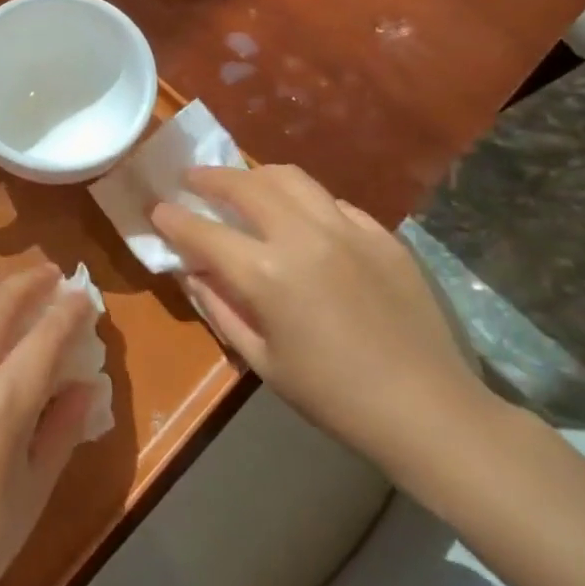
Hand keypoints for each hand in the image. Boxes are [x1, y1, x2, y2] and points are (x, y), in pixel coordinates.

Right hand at [151, 165, 485, 472]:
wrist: (428, 410)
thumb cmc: (333, 397)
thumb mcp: (261, 360)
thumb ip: (219, 307)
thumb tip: (192, 270)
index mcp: (266, 274)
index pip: (202, 231)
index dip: (173, 218)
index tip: (157, 208)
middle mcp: (302, 237)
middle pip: (244, 185)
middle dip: (209, 178)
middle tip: (192, 179)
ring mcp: (346, 229)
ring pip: (290, 178)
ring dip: (255, 175)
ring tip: (242, 184)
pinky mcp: (380, 234)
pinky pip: (332, 201)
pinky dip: (304, 200)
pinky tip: (301, 217)